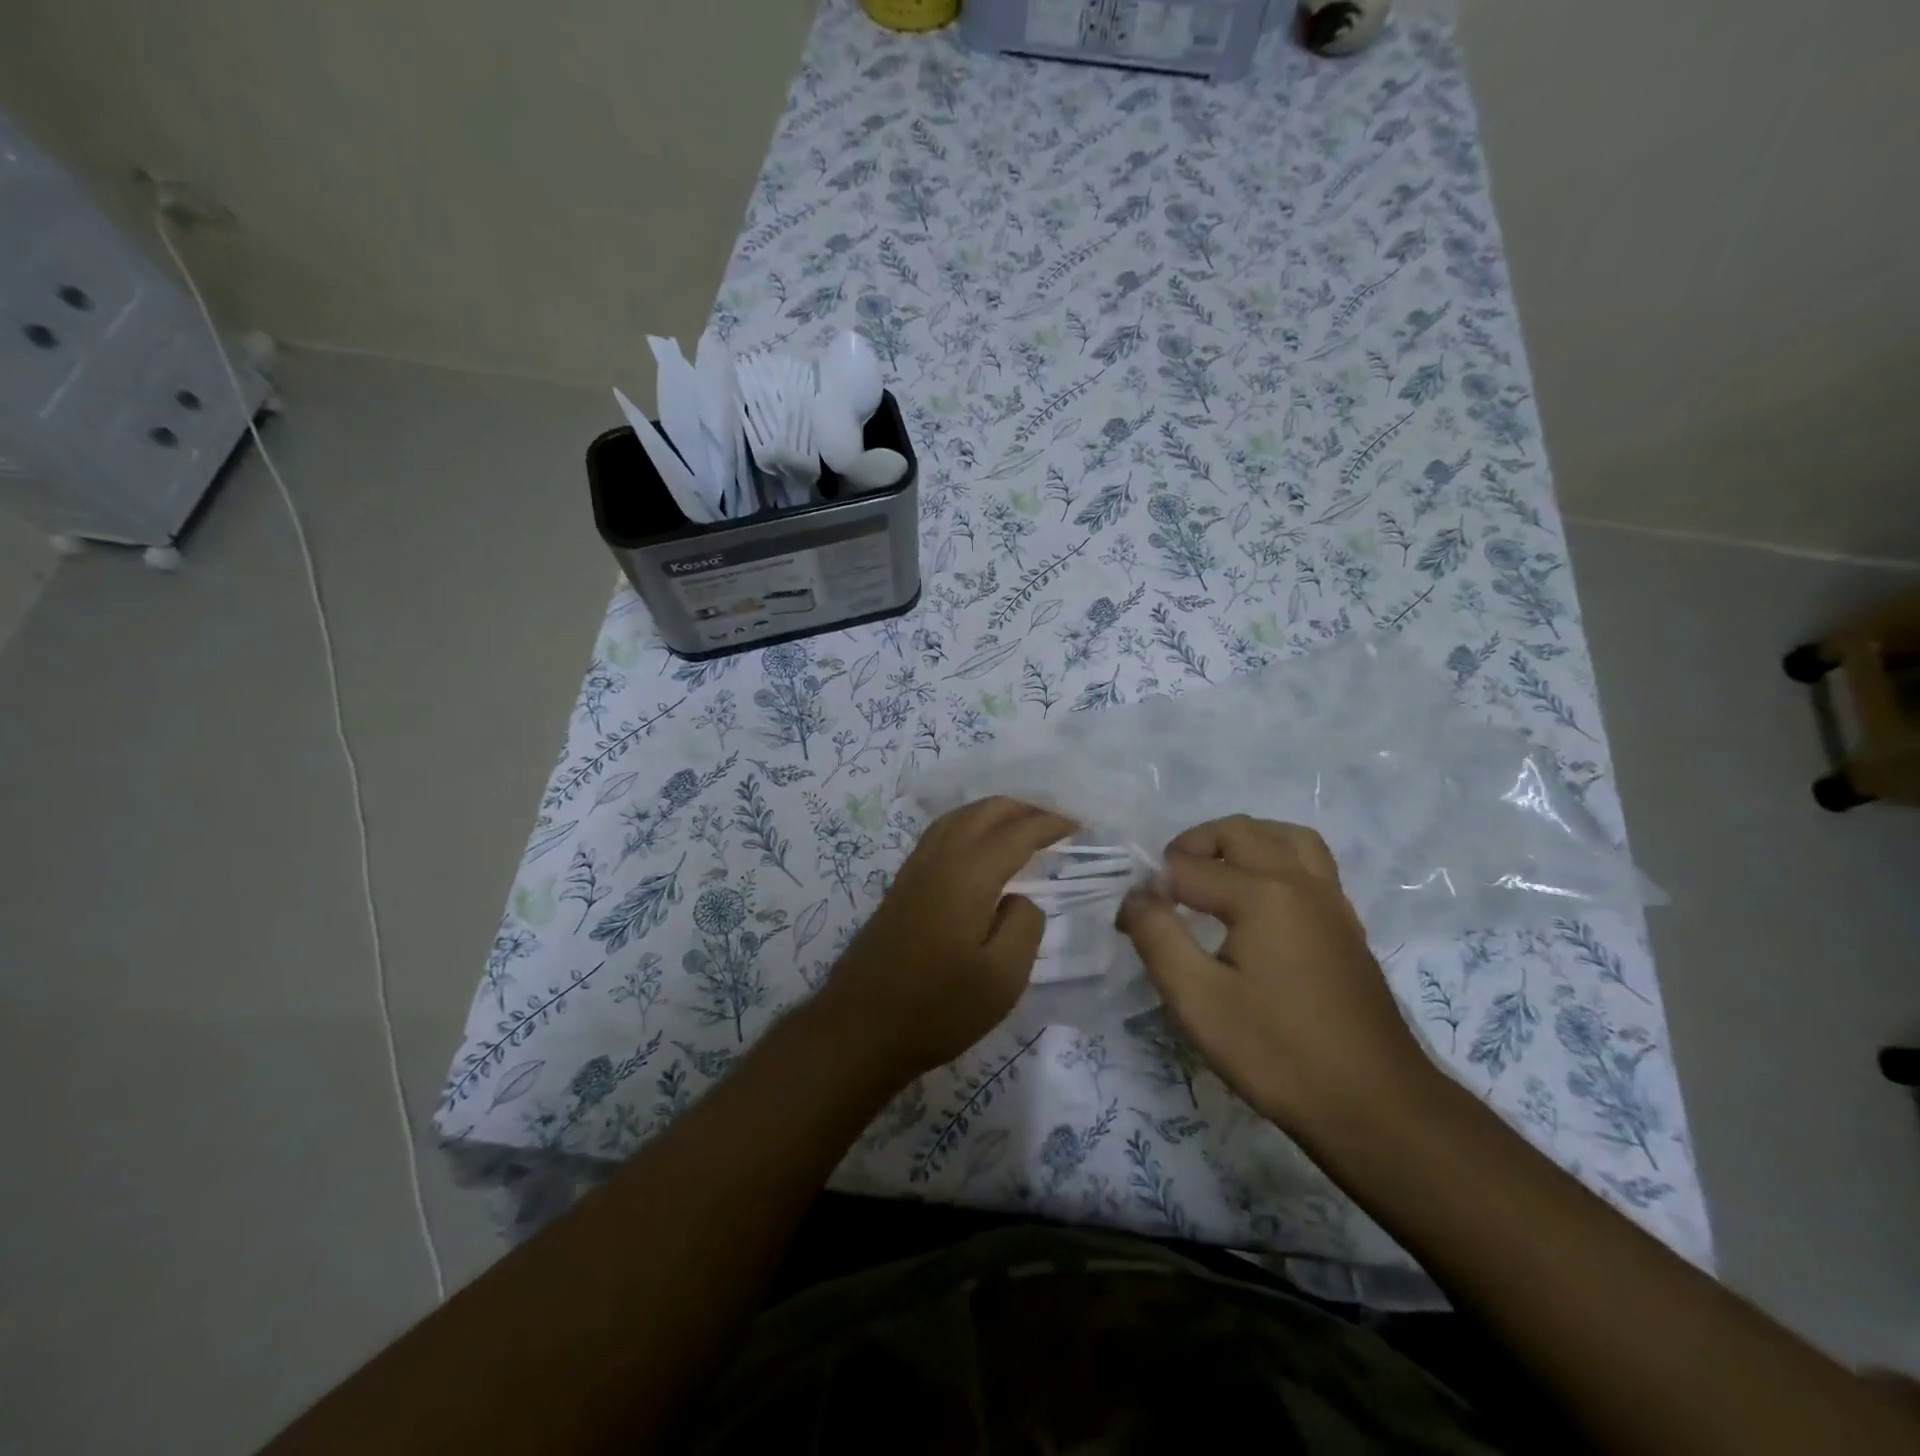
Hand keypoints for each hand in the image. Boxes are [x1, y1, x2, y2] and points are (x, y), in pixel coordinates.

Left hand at [821, 797, 1074, 1081]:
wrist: (861, 1027)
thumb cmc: (938, 1007)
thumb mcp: (1003, 977)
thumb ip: (1024, 925)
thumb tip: (1019, 898)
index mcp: (968, 874)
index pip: (1017, 832)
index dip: (1050, 824)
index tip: (1079, 826)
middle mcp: (940, 858)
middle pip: (984, 811)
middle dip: (1024, 808)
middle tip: (1055, 824)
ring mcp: (914, 869)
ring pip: (958, 817)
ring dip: (994, 813)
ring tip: (1022, 827)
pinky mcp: (901, 885)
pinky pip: (941, 834)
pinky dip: (969, 826)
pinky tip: (978, 848)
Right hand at [1117, 815, 1436, 1138]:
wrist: (1376, 1106)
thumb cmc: (1277, 1053)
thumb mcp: (1197, 999)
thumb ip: (1158, 936)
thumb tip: (1136, 897)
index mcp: (1261, 893)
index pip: (1186, 869)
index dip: (1150, 891)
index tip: (1130, 924)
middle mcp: (1299, 881)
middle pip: (1238, 832)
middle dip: (1192, 846)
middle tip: (1165, 883)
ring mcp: (1330, 901)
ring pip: (1284, 837)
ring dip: (1242, 841)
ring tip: (1214, 872)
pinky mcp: (1346, 925)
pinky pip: (1309, 863)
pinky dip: (1275, 858)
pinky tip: (1259, 899)